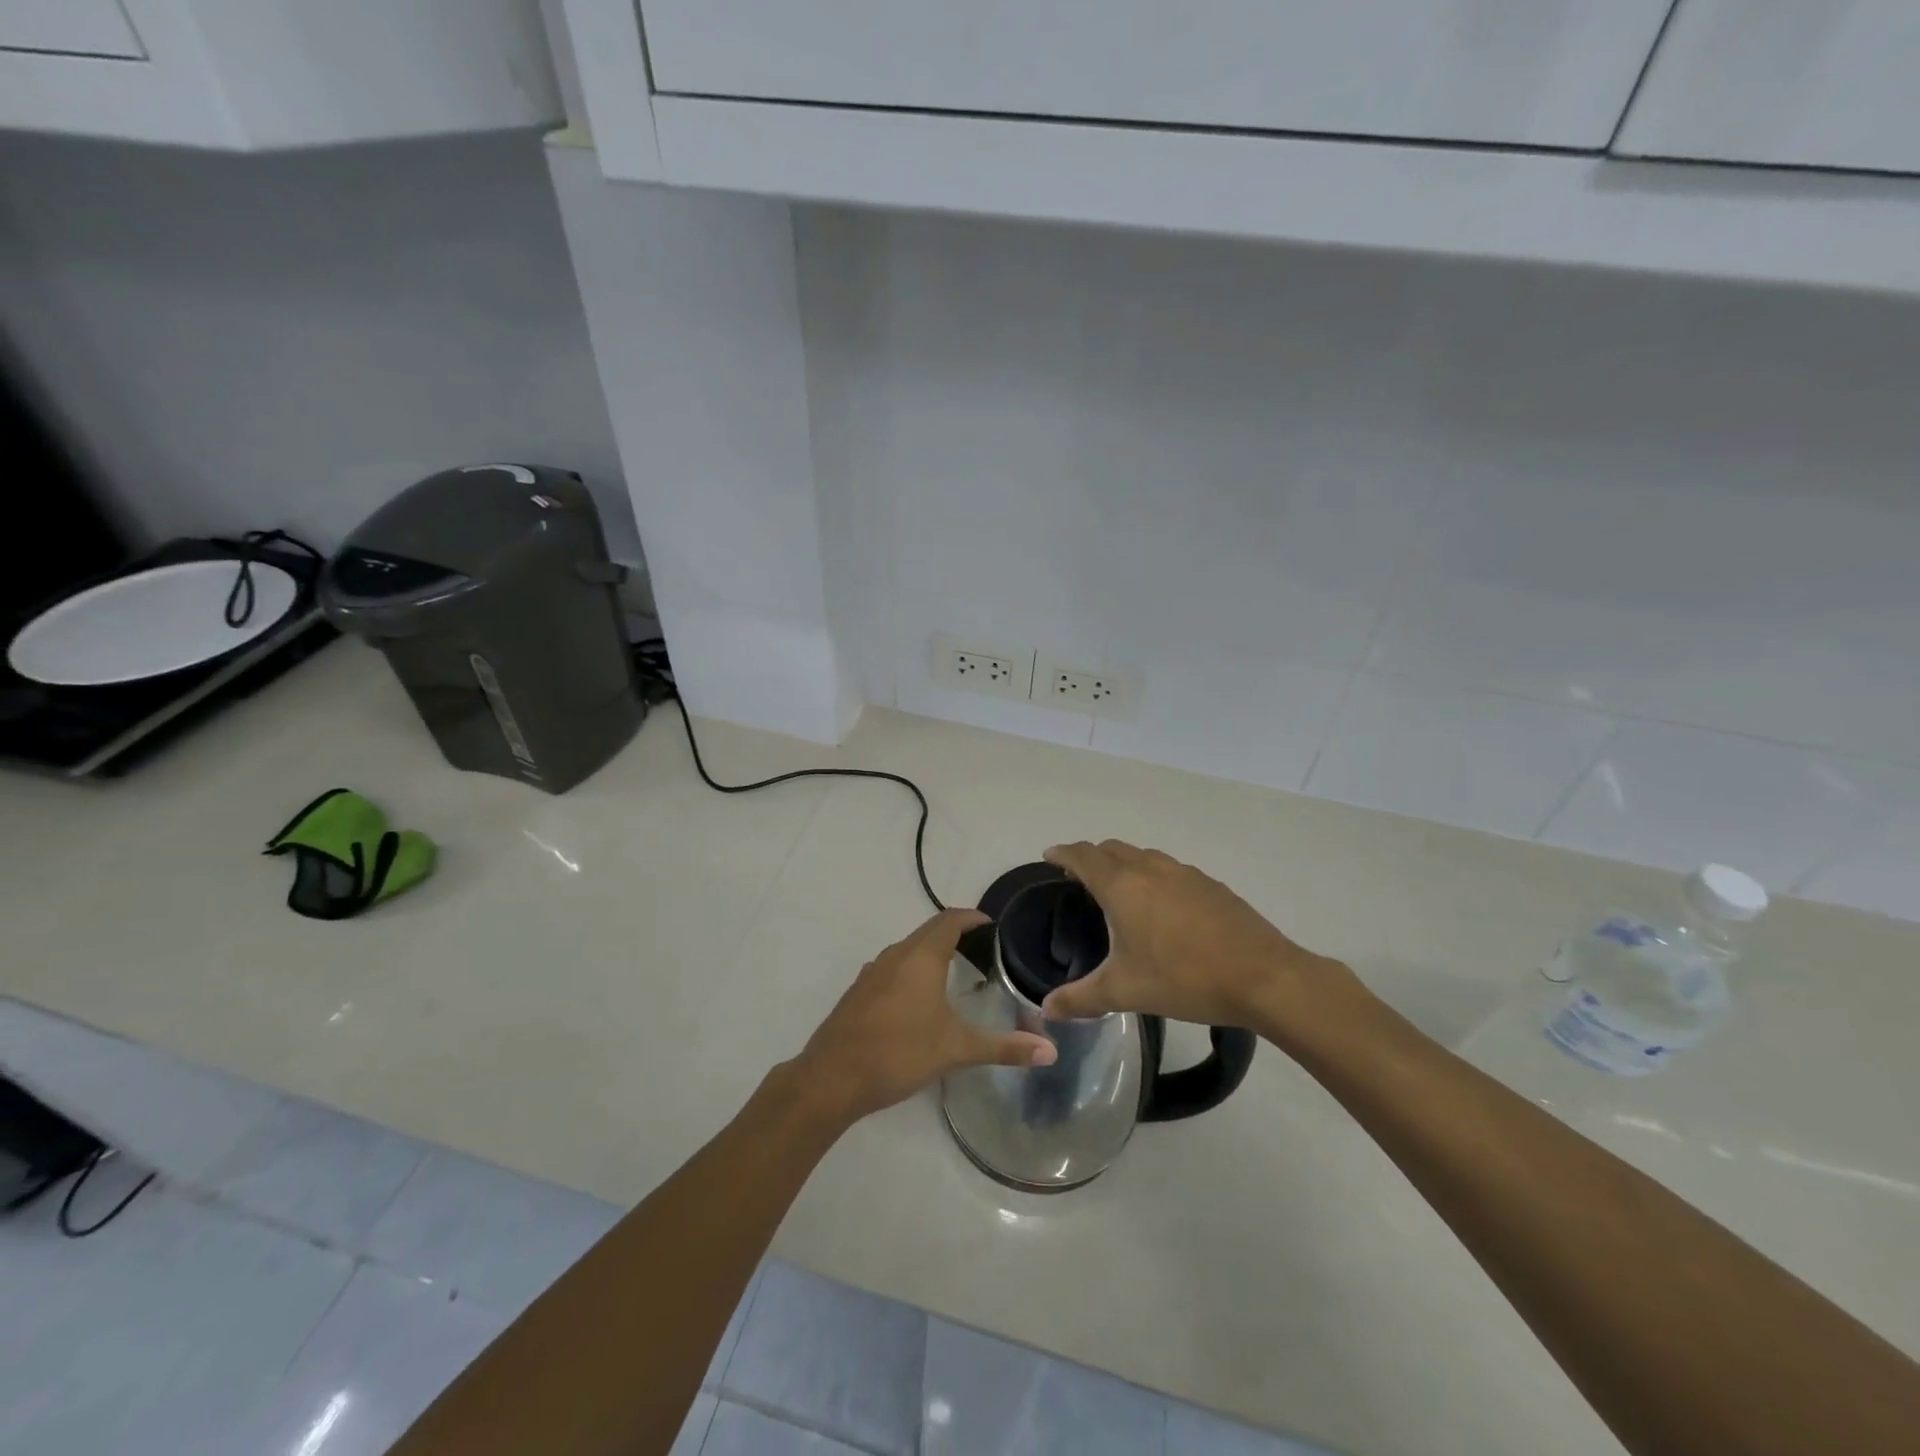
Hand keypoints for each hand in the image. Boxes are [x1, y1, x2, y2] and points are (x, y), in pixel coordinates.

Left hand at [791, 909, 1057, 1126]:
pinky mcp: (858, 992)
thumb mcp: (956, 1049)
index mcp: (921, 956)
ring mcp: (872, 972)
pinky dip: (912, 970)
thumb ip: (1004, 1048)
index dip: (972, 917)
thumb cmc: (899, 1053)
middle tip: (983, 950)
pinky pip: (892, 967)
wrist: (832, 1078)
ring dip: (931, 952)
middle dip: (955, 934)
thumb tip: (1051, 1050)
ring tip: (956, 971)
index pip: (950, 920)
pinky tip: (919, 999)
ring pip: (908, 950)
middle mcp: (895, 955)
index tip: (992, 924)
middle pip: (928, 931)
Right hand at [1038, 841, 1364, 1040]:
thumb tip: (1046, 1009)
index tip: (1049, 856)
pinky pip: (1170, 869)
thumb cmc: (1184, 978)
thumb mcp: (1125, 991)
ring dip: (1123, 863)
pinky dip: (1152, 875)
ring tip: (1118, 888)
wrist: (1263, 977)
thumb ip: (1080, 998)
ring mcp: (1184, 873)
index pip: (1083, 855)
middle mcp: (1150, 868)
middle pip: (1111, 849)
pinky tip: (1162, 906)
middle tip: (1078, 877)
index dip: (1062, 853)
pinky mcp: (1211, 885)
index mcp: (1122, 885)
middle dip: (1090, 856)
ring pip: (1143, 855)